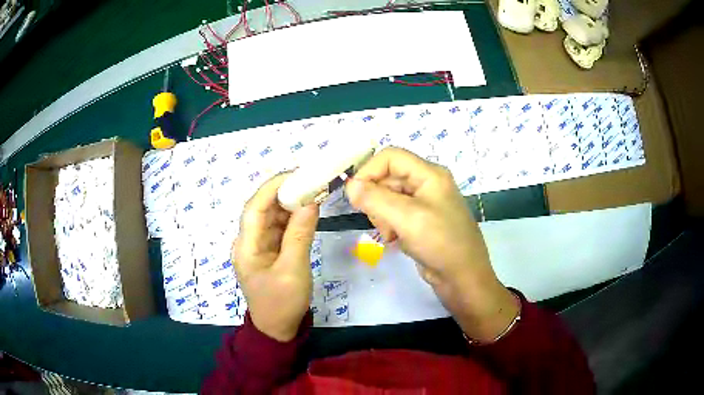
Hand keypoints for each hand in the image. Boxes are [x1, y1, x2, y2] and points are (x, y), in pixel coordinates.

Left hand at [232, 174, 319, 341]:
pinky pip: (281, 228)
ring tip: (313, 191)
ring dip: (291, 203)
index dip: (272, 188)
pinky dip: (294, 218)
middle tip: (311, 180)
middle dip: (284, 192)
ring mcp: (260, 246)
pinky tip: (309, 210)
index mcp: (246, 246)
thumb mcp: (293, 271)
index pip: (254, 207)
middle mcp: (249, 241)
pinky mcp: (271, 251)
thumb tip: (310, 202)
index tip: (296, 175)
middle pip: (263, 209)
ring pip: (273, 217)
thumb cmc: (282, 303)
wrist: (277, 329)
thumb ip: (300, 235)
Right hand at [345, 148, 518, 341]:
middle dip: (377, 199)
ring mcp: (424, 203)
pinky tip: (395, 240)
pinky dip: (389, 225)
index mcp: (429, 174)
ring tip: (391, 234)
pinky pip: (395, 214)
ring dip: (382, 216)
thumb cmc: (440, 242)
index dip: (369, 171)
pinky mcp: (420, 220)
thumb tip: (350, 186)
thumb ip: (375, 198)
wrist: (463, 277)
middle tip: (380, 222)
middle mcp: (427, 183)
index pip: (390, 157)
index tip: (355, 195)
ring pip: (388, 197)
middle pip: (387, 178)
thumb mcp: (406, 218)